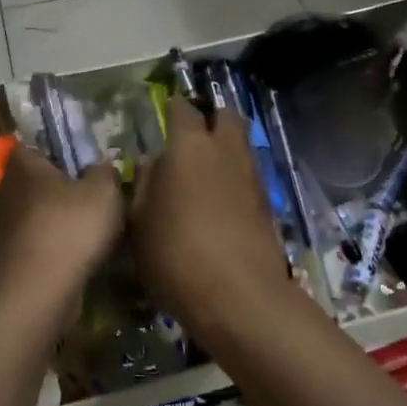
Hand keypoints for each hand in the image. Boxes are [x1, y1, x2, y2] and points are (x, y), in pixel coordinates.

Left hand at [0, 144, 123, 314]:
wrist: (36, 294)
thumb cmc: (69, 231)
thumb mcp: (104, 193)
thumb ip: (105, 172)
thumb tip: (101, 165)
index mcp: (24, 166)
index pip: (35, 145)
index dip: (59, 150)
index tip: (85, 161)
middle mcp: (6, 191)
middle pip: (37, 181)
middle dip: (62, 188)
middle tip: (94, 196)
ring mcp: (2, 228)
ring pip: (37, 214)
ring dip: (59, 221)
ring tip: (92, 230)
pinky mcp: (8, 259)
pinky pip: (36, 242)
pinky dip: (54, 247)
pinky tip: (78, 257)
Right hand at [130, 97, 288, 331]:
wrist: (239, 297)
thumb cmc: (175, 254)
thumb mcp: (139, 222)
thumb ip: (143, 185)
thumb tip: (151, 164)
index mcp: (189, 146)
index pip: (183, 109)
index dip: (173, 108)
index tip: (164, 116)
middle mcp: (226, 151)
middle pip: (227, 116)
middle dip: (212, 119)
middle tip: (191, 138)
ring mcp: (252, 177)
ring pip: (242, 146)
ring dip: (226, 149)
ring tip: (203, 173)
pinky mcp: (268, 205)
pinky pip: (249, 176)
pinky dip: (235, 178)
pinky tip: (219, 202)